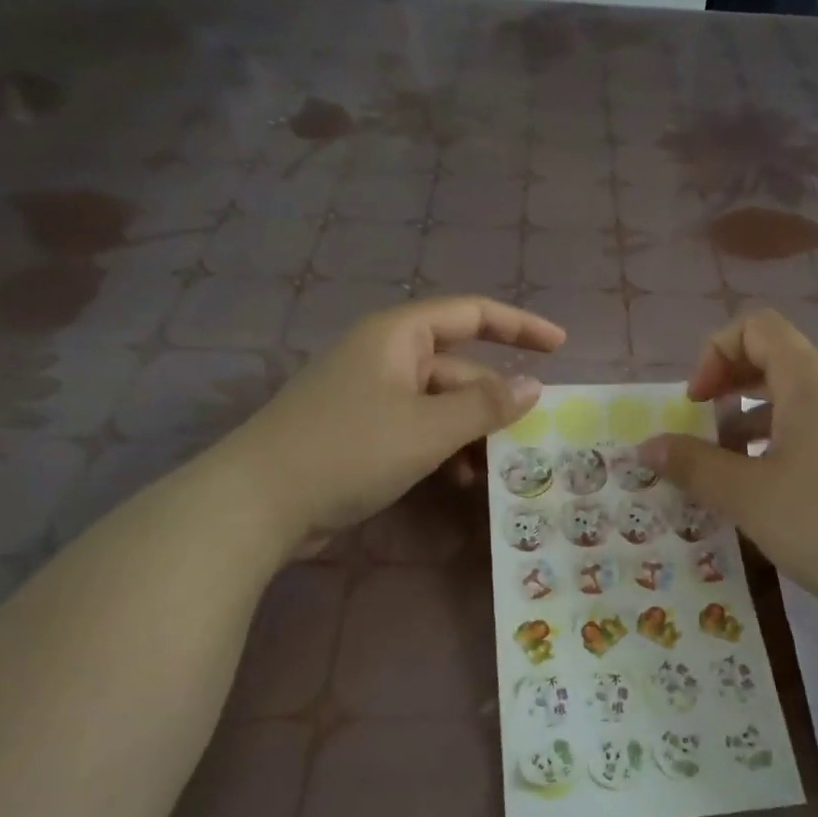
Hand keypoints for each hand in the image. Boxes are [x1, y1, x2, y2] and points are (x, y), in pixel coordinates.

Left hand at [235, 296, 564, 554]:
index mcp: (398, 336)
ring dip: (471, 433)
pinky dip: (443, 450)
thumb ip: (485, 406)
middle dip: (494, 399)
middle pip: (458, 367)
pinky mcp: (360, 433)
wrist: (257, 503)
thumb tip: (533, 387)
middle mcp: (385, 357)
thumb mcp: (428, 428)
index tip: (560, 346)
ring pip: (439, 405)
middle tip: (533, 434)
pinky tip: (459, 482)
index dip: (519, 325)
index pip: (471, 314)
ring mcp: (370, 396)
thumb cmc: (349, 449)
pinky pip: (417, 430)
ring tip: (497, 468)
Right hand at [638, 309, 817, 624]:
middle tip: (703, 431)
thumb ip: (692, 465)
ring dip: (750, 422)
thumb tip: (646, 447)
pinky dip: (779, 446)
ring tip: (729, 471)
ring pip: (793, 401)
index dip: (714, 354)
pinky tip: (768, 494)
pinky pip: (814, 432)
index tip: (695, 404)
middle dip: (728, 388)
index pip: (756, 327)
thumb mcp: (746, 495)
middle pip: (774, 360)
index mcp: (809, 380)